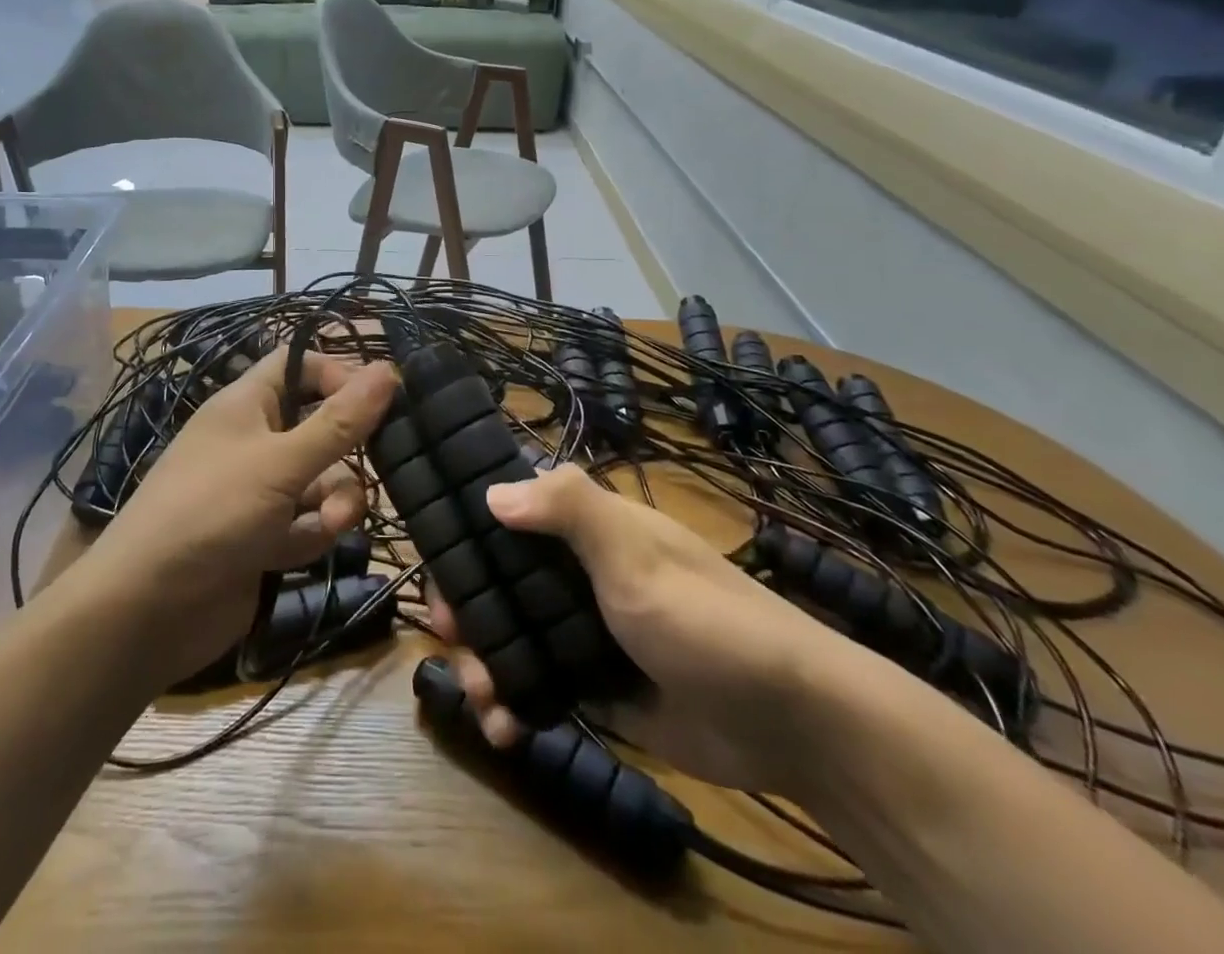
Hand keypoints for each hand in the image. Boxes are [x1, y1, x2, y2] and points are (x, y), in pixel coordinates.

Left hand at [79, 348, 399, 689]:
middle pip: (321, 427)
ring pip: (322, 480)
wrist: (146, 612)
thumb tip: (391, 369)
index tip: (377, 399)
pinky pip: (307, 522)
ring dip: (336, 500)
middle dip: (347, 451)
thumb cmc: (211, 512)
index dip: (339, 375)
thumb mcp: (280, 462)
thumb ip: (339, 422)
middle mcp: (255, 441)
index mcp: (247, 405)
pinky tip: (304, 550)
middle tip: (376, 463)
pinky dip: (313, 532)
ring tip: (332, 523)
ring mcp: (259, 493)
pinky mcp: (265, 538)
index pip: (300, 365)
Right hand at [428, 465, 866, 794]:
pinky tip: (506, 731)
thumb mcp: (635, 553)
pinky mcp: (593, 686)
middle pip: (499, 580)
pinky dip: (514, 706)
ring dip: (485, 665)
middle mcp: (577, 571)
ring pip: (511, 636)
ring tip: (486, 702)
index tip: (433, 557)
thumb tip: (491, 492)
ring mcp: (583, 630)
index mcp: (587, 529)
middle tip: (449, 638)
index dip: (468, 529)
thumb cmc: (704, 618)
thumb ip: (569, 509)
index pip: (511, 512)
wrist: (789, 722)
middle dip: (467, 609)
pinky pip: (536, 687)